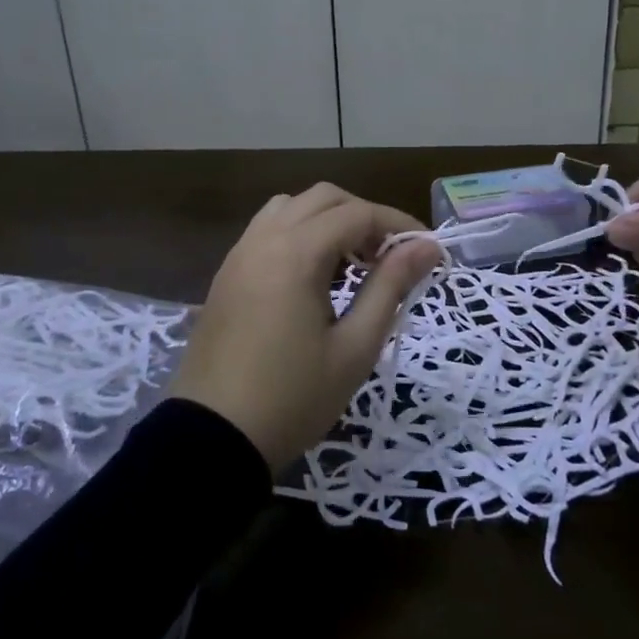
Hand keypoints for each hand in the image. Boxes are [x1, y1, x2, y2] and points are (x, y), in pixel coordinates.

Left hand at [168, 184, 441, 469]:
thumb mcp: (355, 347)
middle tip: (390, 256)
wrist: (210, 439)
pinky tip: (314, 275)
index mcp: (296, 253)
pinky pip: (268, 230)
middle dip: (364, 216)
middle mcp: (264, 239)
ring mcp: (240, 254)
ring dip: (328, 220)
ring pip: (292, 207)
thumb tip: (426, 247)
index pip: (358, 214)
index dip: (398, 224)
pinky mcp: (227, 273)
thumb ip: (391, 286)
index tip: (428, 250)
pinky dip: (299, 233)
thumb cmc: (292, 398)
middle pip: (324, 198)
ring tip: (352, 262)